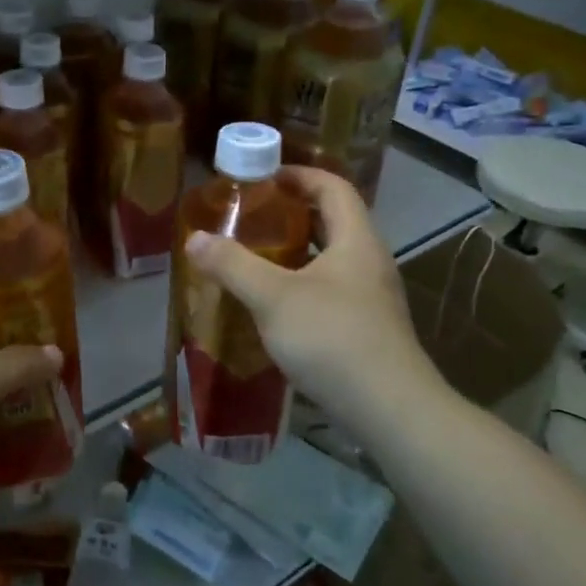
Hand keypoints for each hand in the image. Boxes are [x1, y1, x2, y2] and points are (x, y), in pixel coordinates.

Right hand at [183, 165, 446, 439]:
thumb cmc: (333, 338)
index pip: (333, 187)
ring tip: (255, 256)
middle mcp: (369, 262)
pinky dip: (302, 284)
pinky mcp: (366, 329)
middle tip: (252, 216)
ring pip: (331, 259)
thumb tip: (194, 239)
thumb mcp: (274, 297)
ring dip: (296, 252)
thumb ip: (233, 265)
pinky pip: (330, 290)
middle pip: (333, 221)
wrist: (390, 410)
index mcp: (356, 240)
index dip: (300, 175)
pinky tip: (274, 306)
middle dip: (292, 213)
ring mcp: (371, 298)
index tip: (264, 177)